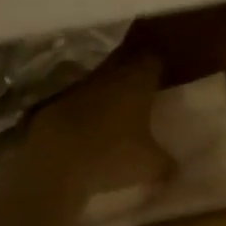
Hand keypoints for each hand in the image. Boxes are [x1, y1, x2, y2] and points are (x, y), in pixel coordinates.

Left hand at [29, 55, 169, 198]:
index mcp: (137, 79)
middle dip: (134, 74)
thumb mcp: (150, 166)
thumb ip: (166, 163)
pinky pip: (79, 100)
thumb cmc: (110, 154)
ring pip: (101, 81)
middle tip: (145, 91)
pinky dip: (86, 109)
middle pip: (125, 62)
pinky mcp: (54, 103)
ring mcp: (79, 86)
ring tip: (118, 113)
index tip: (166, 76)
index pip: (153, 58)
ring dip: (108, 92)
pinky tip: (91, 128)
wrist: (50, 162)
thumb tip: (176, 167)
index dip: (160, 65)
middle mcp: (109, 74)